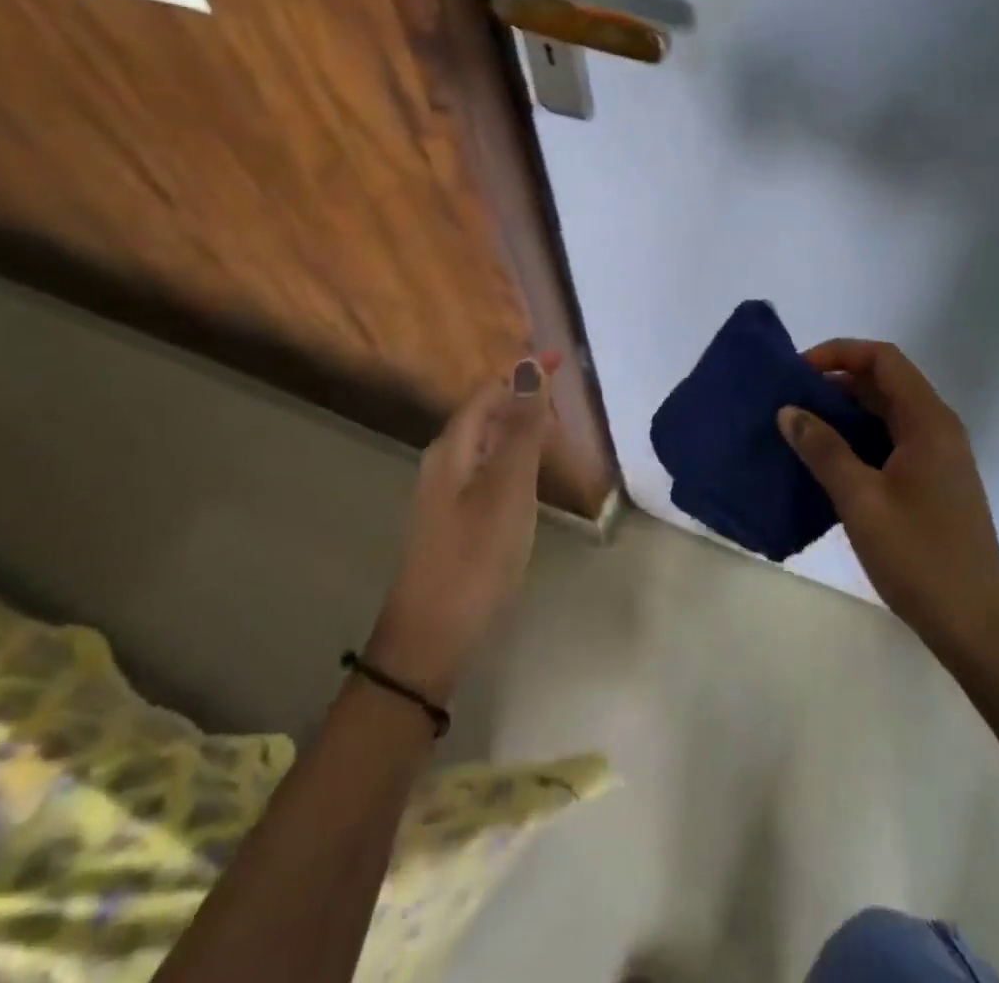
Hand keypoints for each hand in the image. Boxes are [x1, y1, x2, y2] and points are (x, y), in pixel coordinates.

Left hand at [364, 354, 558, 701]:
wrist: (431, 639)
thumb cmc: (475, 557)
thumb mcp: (508, 488)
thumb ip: (522, 429)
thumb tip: (529, 368)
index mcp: (453, 448)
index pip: (489, 391)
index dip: (523, 372)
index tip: (561, 359)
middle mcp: (444, 462)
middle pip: (487, 414)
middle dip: (525, 399)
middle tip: (568, 406)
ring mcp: (446, 494)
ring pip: (488, 444)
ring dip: (522, 430)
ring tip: (559, 437)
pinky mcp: (454, 520)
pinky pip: (488, 472)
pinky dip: (515, 461)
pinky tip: (533, 479)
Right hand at [778, 340, 998, 668]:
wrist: (978, 628)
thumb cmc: (920, 558)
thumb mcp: (861, 500)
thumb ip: (823, 449)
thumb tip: (789, 410)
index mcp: (928, 422)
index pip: (884, 359)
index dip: (839, 353)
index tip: (797, 372)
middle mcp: (938, 430)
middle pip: (884, 384)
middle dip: (835, 384)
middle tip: (789, 402)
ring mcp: (938, 459)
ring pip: (886, 416)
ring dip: (844, 415)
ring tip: (799, 431)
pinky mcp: (933, 485)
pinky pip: (890, 444)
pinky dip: (857, 442)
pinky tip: (826, 466)